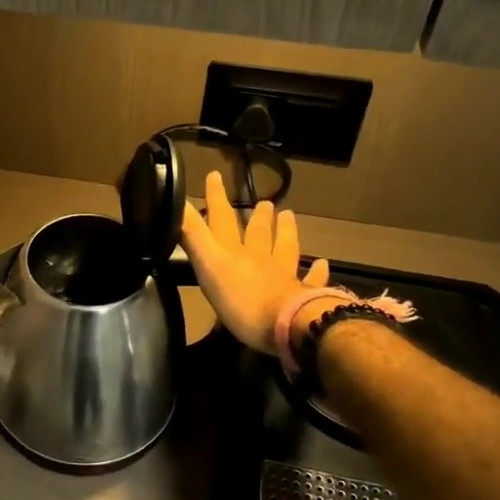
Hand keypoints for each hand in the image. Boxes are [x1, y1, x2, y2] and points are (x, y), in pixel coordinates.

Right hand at [179, 171, 331, 350]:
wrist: (288, 325)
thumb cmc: (241, 300)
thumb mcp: (208, 265)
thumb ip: (193, 234)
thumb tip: (176, 200)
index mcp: (234, 252)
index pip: (223, 219)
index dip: (216, 198)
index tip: (215, 175)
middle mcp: (260, 259)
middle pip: (258, 233)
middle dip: (258, 217)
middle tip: (265, 201)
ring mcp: (284, 276)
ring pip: (285, 248)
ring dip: (285, 232)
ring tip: (288, 215)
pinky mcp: (304, 295)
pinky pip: (312, 280)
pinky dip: (317, 271)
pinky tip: (323, 264)